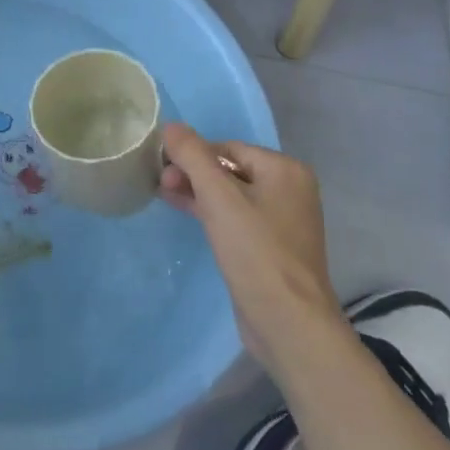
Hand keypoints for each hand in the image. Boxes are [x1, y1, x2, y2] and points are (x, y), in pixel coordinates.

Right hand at [160, 123, 348, 368]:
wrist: (289, 323)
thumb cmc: (256, 251)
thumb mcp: (219, 197)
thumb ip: (192, 156)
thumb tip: (171, 125)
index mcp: (285, 170)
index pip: (227, 148)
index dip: (192, 154)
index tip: (162, 167)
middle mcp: (289, 189)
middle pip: (229, 169)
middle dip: (192, 173)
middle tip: (161, 183)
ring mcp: (281, 220)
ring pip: (229, 194)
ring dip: (197, 191)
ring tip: (164, 194)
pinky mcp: (270, 247)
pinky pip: (235, 217)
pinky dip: (210, 212)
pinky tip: (184, 211)